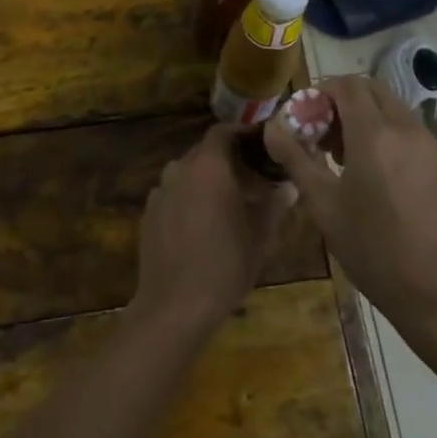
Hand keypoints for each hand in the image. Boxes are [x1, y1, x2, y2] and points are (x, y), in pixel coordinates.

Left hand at [131, 125, 294, 333]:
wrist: (175, 306)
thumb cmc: (225, 264)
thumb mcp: (259, 235)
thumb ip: (274, 204)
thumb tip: (288, 187)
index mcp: (208, 166)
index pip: (223, 131)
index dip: (242, 134)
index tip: (261, 144)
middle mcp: (180, 170)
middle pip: (204, 152)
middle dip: (228, 159)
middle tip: (252, 177)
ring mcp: (160, 192)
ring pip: (187, 174)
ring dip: (207, 180)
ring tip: (228, 201)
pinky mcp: (148, 214)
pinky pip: (173, 195)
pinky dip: (189, 199)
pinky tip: (202, 224)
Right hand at [265, 76, 436, 338]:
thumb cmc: (373, 251)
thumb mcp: (324, 206)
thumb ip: (296, 158)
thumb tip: (272, 127)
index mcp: (375, 135)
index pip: (348, 85)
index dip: (322, 92)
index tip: (306, 118)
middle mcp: (408, 130)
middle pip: (373, 90)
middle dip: (344, 102)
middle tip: (324, 136)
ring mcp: (433, 147)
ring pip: (394, 110)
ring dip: (367, 118)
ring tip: (348, 160)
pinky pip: (412, 134)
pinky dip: (390, 137)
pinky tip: (380, 178)